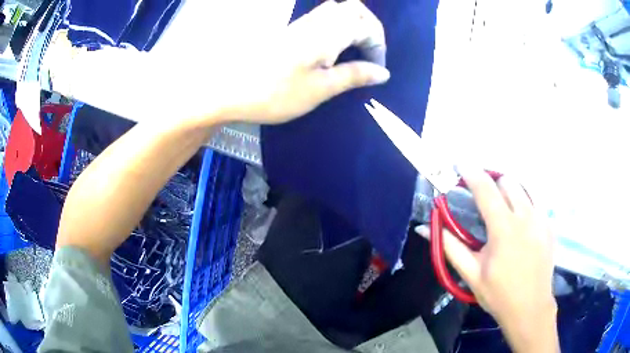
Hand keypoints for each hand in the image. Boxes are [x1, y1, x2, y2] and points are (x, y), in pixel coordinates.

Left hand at [200, 0, 388, 124]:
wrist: (229, 90)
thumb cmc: (275, 93)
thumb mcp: (320, 89)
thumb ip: (353, 76)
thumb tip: (382, 73)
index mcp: (327, 33)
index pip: (367, 25)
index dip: (378, 46)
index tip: (376, 70)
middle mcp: (316, 21)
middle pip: (353, 9)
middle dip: (368, 28)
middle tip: (367, 54)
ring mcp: (300, 23)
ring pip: (336, 11)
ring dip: (352, 27)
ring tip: (352, 53)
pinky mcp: (290, 31)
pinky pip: (321, 19)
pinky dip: (335, 29)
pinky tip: (330, 51)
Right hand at [417, 167, 558, 351]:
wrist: (530, 308)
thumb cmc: (498, 294)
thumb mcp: (471, 274)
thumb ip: (450, 247)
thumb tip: (425, 227)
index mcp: (504, 229)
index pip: (486, 189)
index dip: (471, 173)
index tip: (461, 165)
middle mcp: (526, 216)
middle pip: (508, 181)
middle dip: (493, 184)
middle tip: (484, 200)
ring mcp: (541, 219)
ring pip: (524, 188)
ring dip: (510, 192)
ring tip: (503, 210)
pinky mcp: (550, 226)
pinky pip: (536, 203)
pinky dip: (524, 205)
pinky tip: (520, 226)